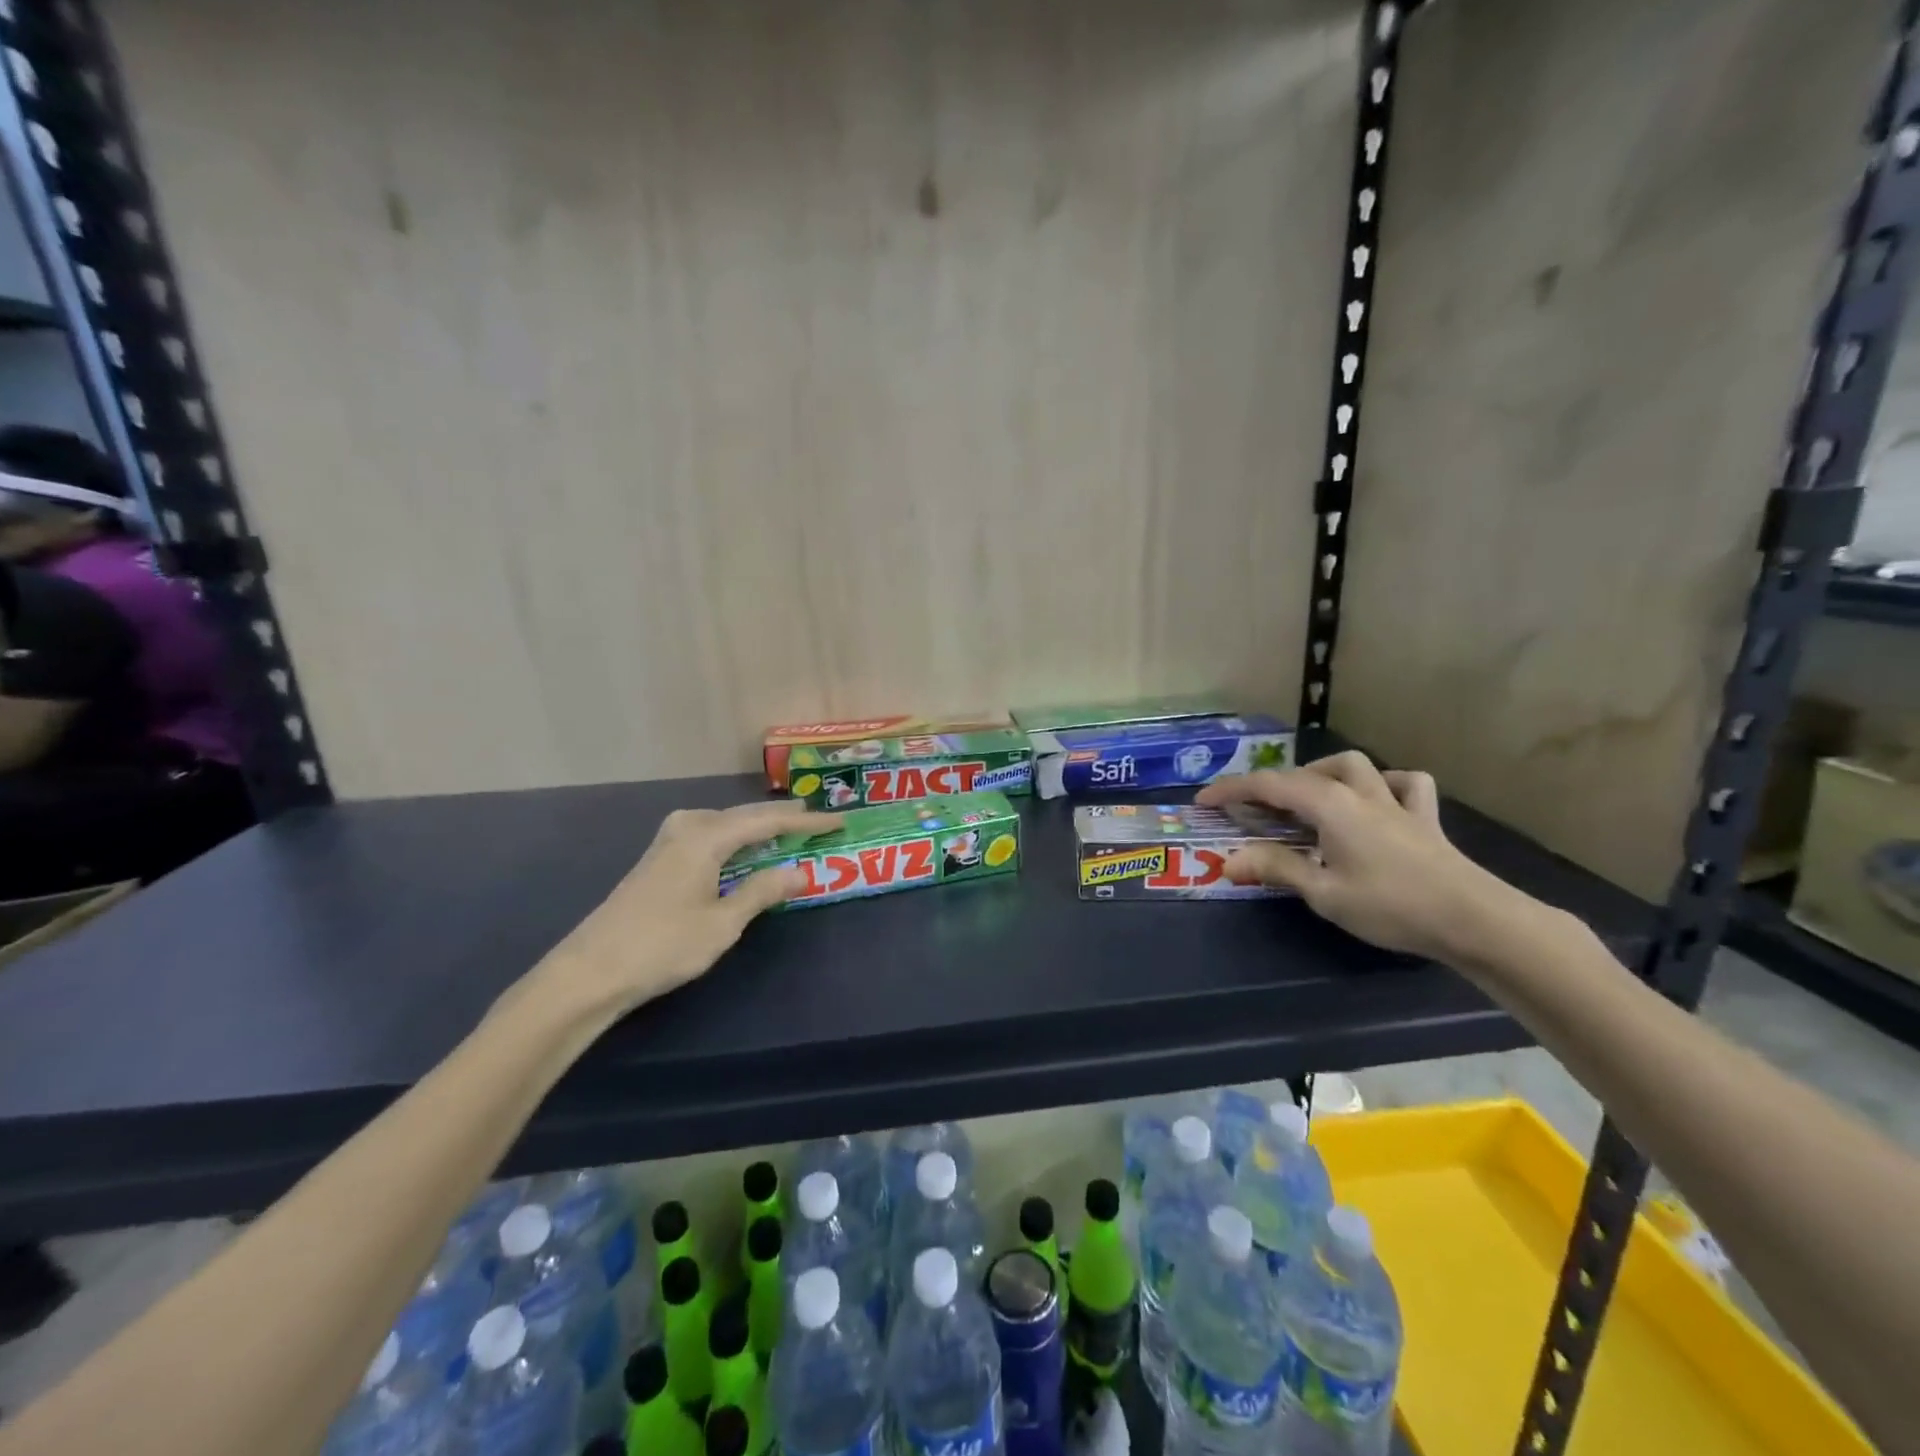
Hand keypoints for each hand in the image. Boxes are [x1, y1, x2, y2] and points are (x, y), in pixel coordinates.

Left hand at [540, 802, 841, 1013]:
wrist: (590, 971)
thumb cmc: (663, 946)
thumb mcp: (723, 923)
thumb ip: (763, 891)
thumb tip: (801, 871)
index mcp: (706, 837)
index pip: (767, 822)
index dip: (805, 823)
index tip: (837, 823)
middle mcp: (688, 827)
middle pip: (745, 815)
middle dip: (783, 819)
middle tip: (817, 821)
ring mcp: (668, 841)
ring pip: (725, 822)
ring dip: (758, 826)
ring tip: (787, 829)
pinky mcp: (658, 858)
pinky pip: (709, 834)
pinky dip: (735, 837)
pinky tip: (742, 848)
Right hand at [1197, 752, 1514, 963]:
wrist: (1474, 919)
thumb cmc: (1391, 905)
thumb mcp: (1324, 893)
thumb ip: (1276, 869)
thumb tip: (1228, 861)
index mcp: (1330, 806)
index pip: (1269, 786)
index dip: (1232, 791)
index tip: (1203, 801)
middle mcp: (1359, 793)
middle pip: (1305, 774)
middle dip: (1271, 785)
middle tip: (1251, 810)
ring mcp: (1395, 803)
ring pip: (1356, 766)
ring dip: (1324, 772)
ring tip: (1307, 795)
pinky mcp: (1424, 819)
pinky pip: (1405, 785)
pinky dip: (1385, 784)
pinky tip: (1377, 799)